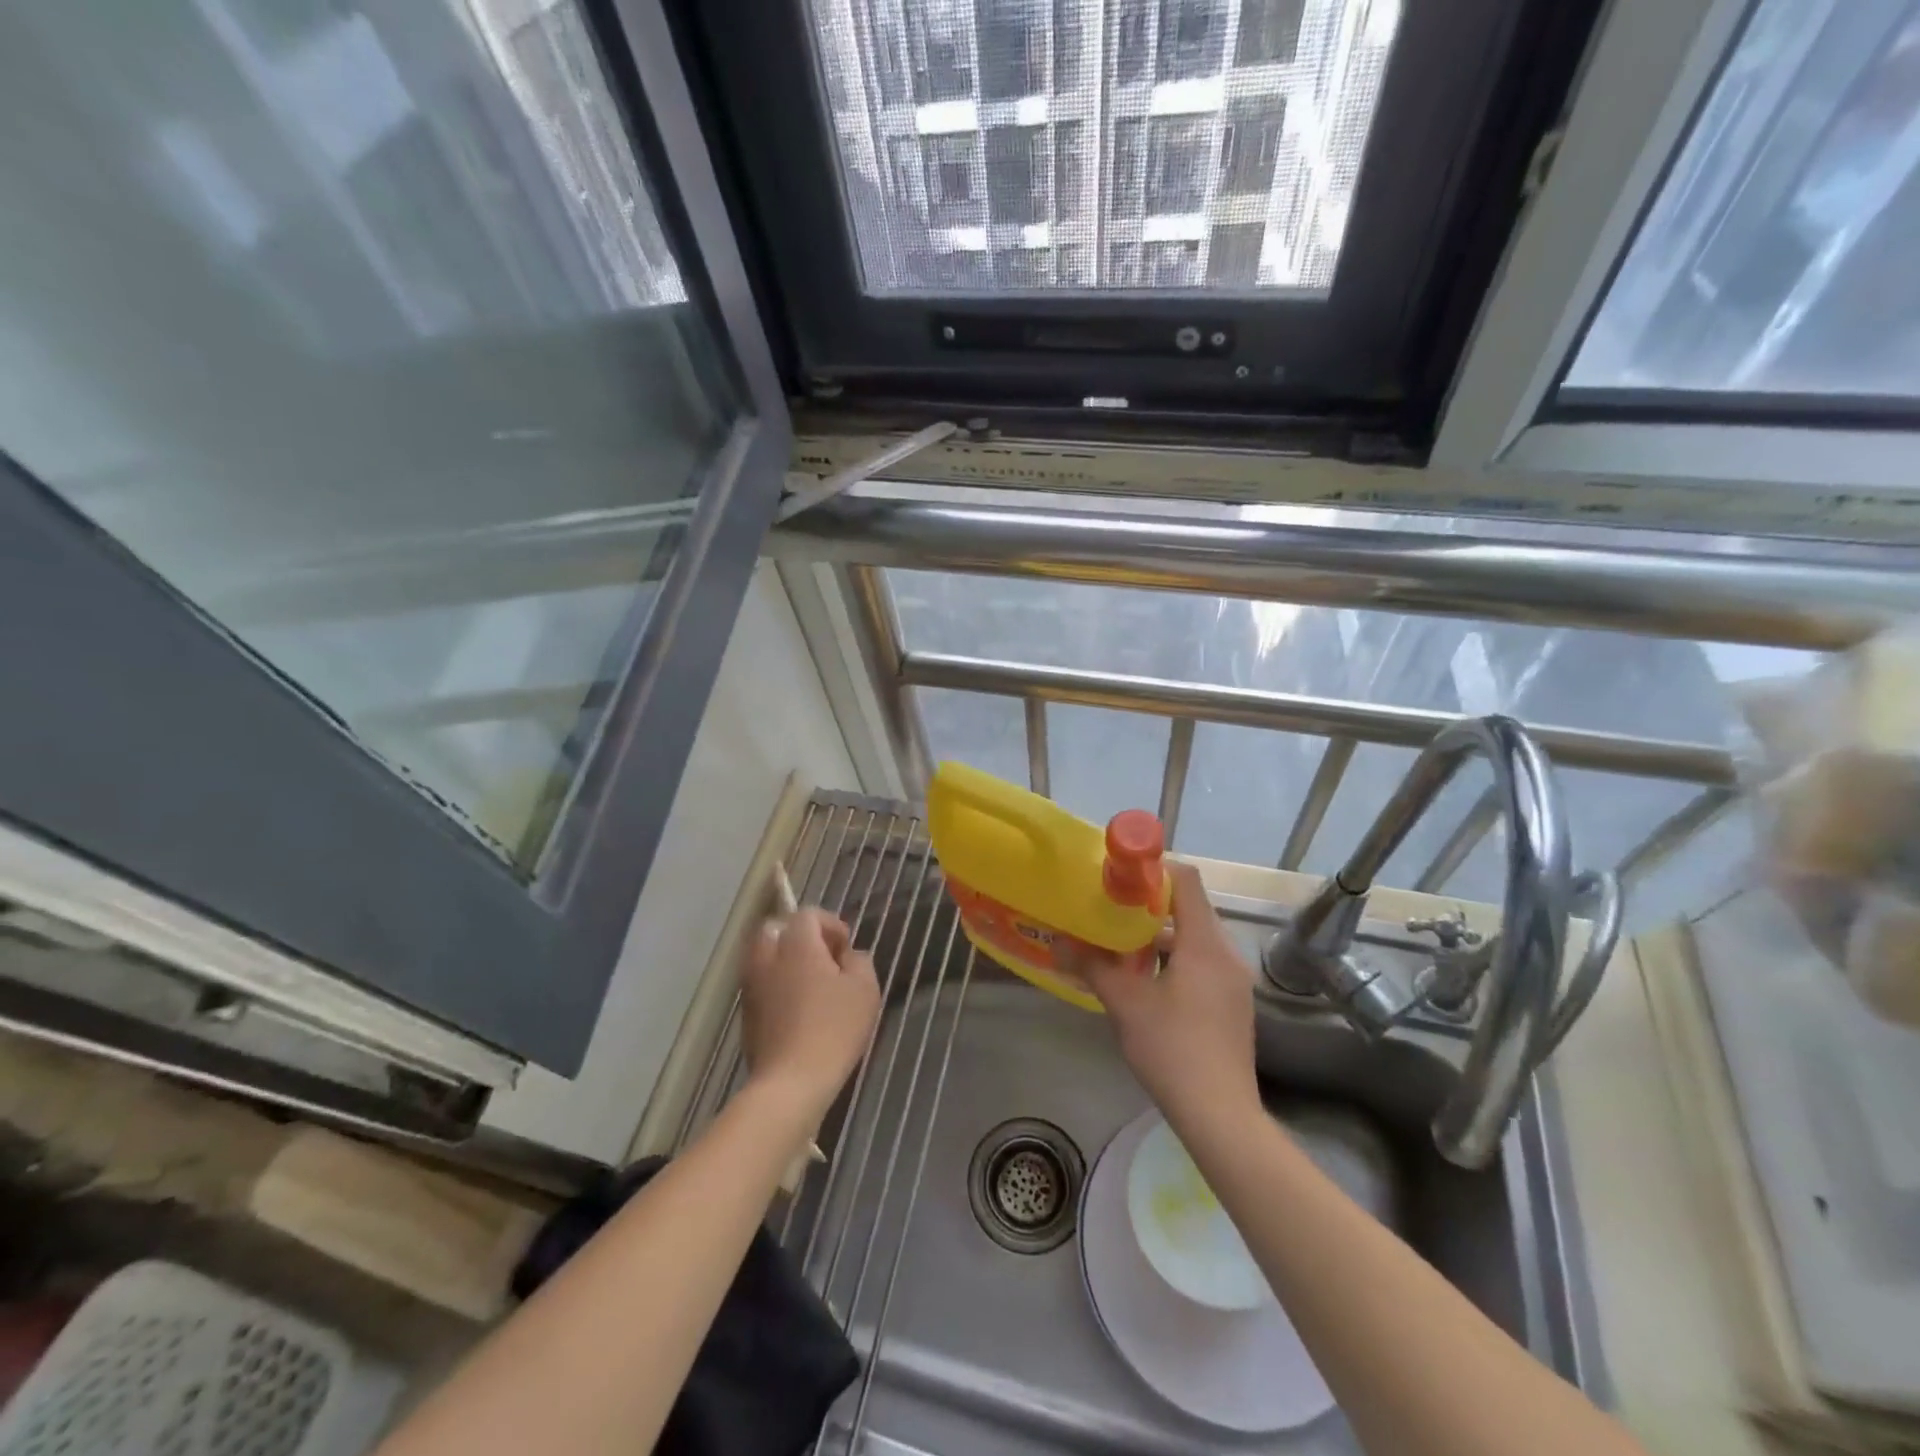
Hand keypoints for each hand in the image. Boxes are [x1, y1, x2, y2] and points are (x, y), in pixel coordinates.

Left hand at [740, 908, 880, 1121]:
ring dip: (785, 960)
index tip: (846, 948)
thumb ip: (859, 962)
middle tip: (824, 959)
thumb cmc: (833, 1029)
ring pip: (763, 956)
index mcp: (796, 945)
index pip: (807, 914)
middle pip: (775, 929)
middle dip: (799, 936)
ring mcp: (751, 986)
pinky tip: (798, 1009)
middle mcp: (767, 958)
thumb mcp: (865, 990)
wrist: (790, 1082)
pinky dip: (776, 984)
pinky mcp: (746, 1013)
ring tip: (811, 985)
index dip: (830, 924)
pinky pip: (760, 983)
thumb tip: (848, 956)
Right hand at [1060, 864, 1259, 1128]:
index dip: (1154, 870)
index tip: (1120, 878)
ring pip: (1195, 938)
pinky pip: (1203, 962)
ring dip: (1160, 935)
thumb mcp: (1125, 1003)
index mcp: (1204, 943)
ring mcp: (1234, 980)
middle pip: (1191, 908)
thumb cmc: (1172, 1049)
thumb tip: (1059, 944)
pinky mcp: (1232, 1004)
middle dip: (1150, 905)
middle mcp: (1226, 953)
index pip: (1187, 881)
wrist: (1220, 1115)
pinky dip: (1175, 959)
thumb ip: (1092, 967)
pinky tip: (1146, 982)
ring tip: (1121, 946)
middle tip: (1111, 911)